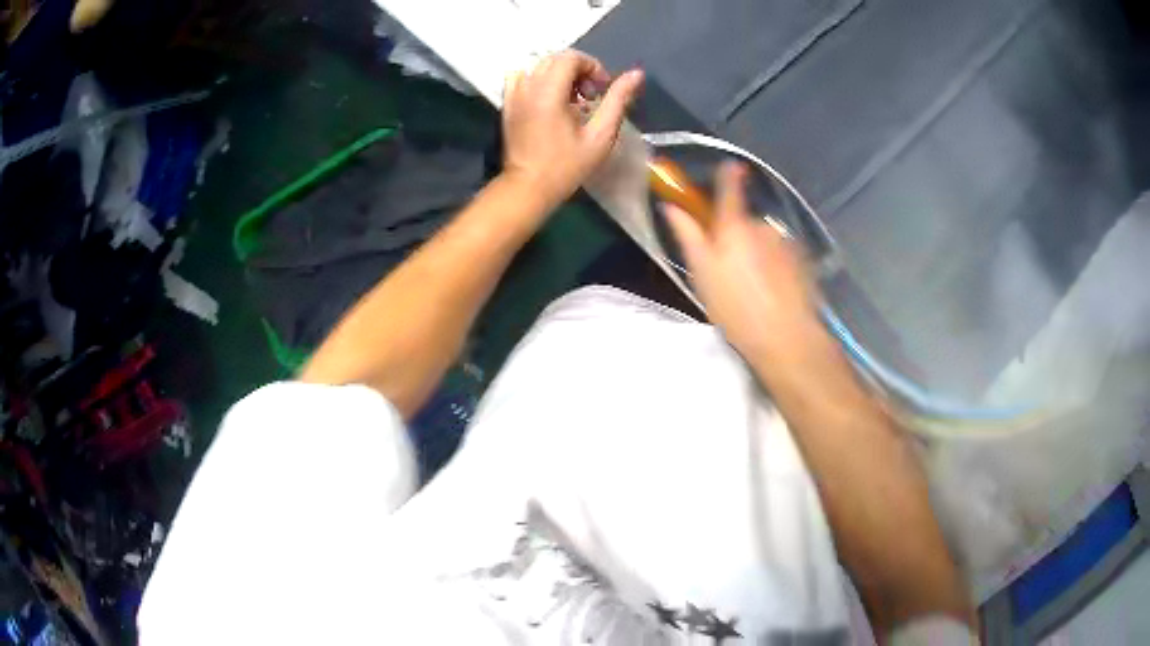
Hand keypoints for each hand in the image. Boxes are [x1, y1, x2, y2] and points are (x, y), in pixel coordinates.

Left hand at [501, 50, 643, 208]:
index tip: (602, 89)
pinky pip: (521, 78)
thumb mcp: (600, 135)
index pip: (571, 58)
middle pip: (555, 59)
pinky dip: (539, 81)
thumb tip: (636, 73)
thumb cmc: (567, 165)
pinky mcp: (507, 104)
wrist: (528, 186)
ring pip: (539, 67)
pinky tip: (549, 100)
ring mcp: (513, 94)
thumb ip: (618, 100)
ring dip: (560, 76)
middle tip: (590, 97)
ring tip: (571, 100)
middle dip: (578, 71)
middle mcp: (527, 87)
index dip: (592, 67)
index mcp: (548, 92)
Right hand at [663, 162, 823, 359]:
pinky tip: (775, 292)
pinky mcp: (804, 261)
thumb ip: (688, 236)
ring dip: (760, 254)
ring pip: (767, 241)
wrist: (786, 337)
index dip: (729, 175)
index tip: (731, 166)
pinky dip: (778, 266)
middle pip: (747, 222)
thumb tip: (671, 207)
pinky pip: (784, 255)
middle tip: (731, 269)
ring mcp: (787, 243)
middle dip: (740, 237)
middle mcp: (763, 227)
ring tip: (755, 287)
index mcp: (734, 227)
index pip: (730, 189)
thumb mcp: (702, 274)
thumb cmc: (736, 307)